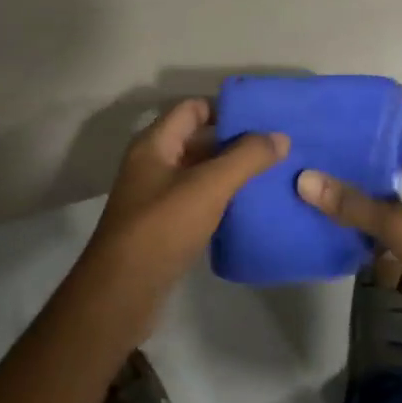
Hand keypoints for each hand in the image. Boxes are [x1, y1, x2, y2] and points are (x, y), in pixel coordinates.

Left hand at [86, 98, 288, 288]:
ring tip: (273, 174)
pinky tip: (251, 207)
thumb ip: (245, 158)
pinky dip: (222, 199)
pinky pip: (198, 201)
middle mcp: (153, 164)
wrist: (122, 294)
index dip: (226, 108)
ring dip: (231, 172)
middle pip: (198, 139)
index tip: (263, 117)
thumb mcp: (208, 187)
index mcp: (155, 144)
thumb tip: (279, 136)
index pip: (193, 108)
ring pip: (200, 172)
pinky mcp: (164, 227)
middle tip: (277, 147)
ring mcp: (157, 197)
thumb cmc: (162, 228)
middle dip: (235, 141)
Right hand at [295, 116, 401, 311]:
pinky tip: (372, 228)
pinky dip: (401, 218)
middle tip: (349, 155)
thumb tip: (306, 179)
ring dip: (394, 189)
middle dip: (388, 156)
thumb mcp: (400, 226)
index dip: (395, 122)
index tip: (359, 124)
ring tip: (352, 187)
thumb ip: (354, 205)